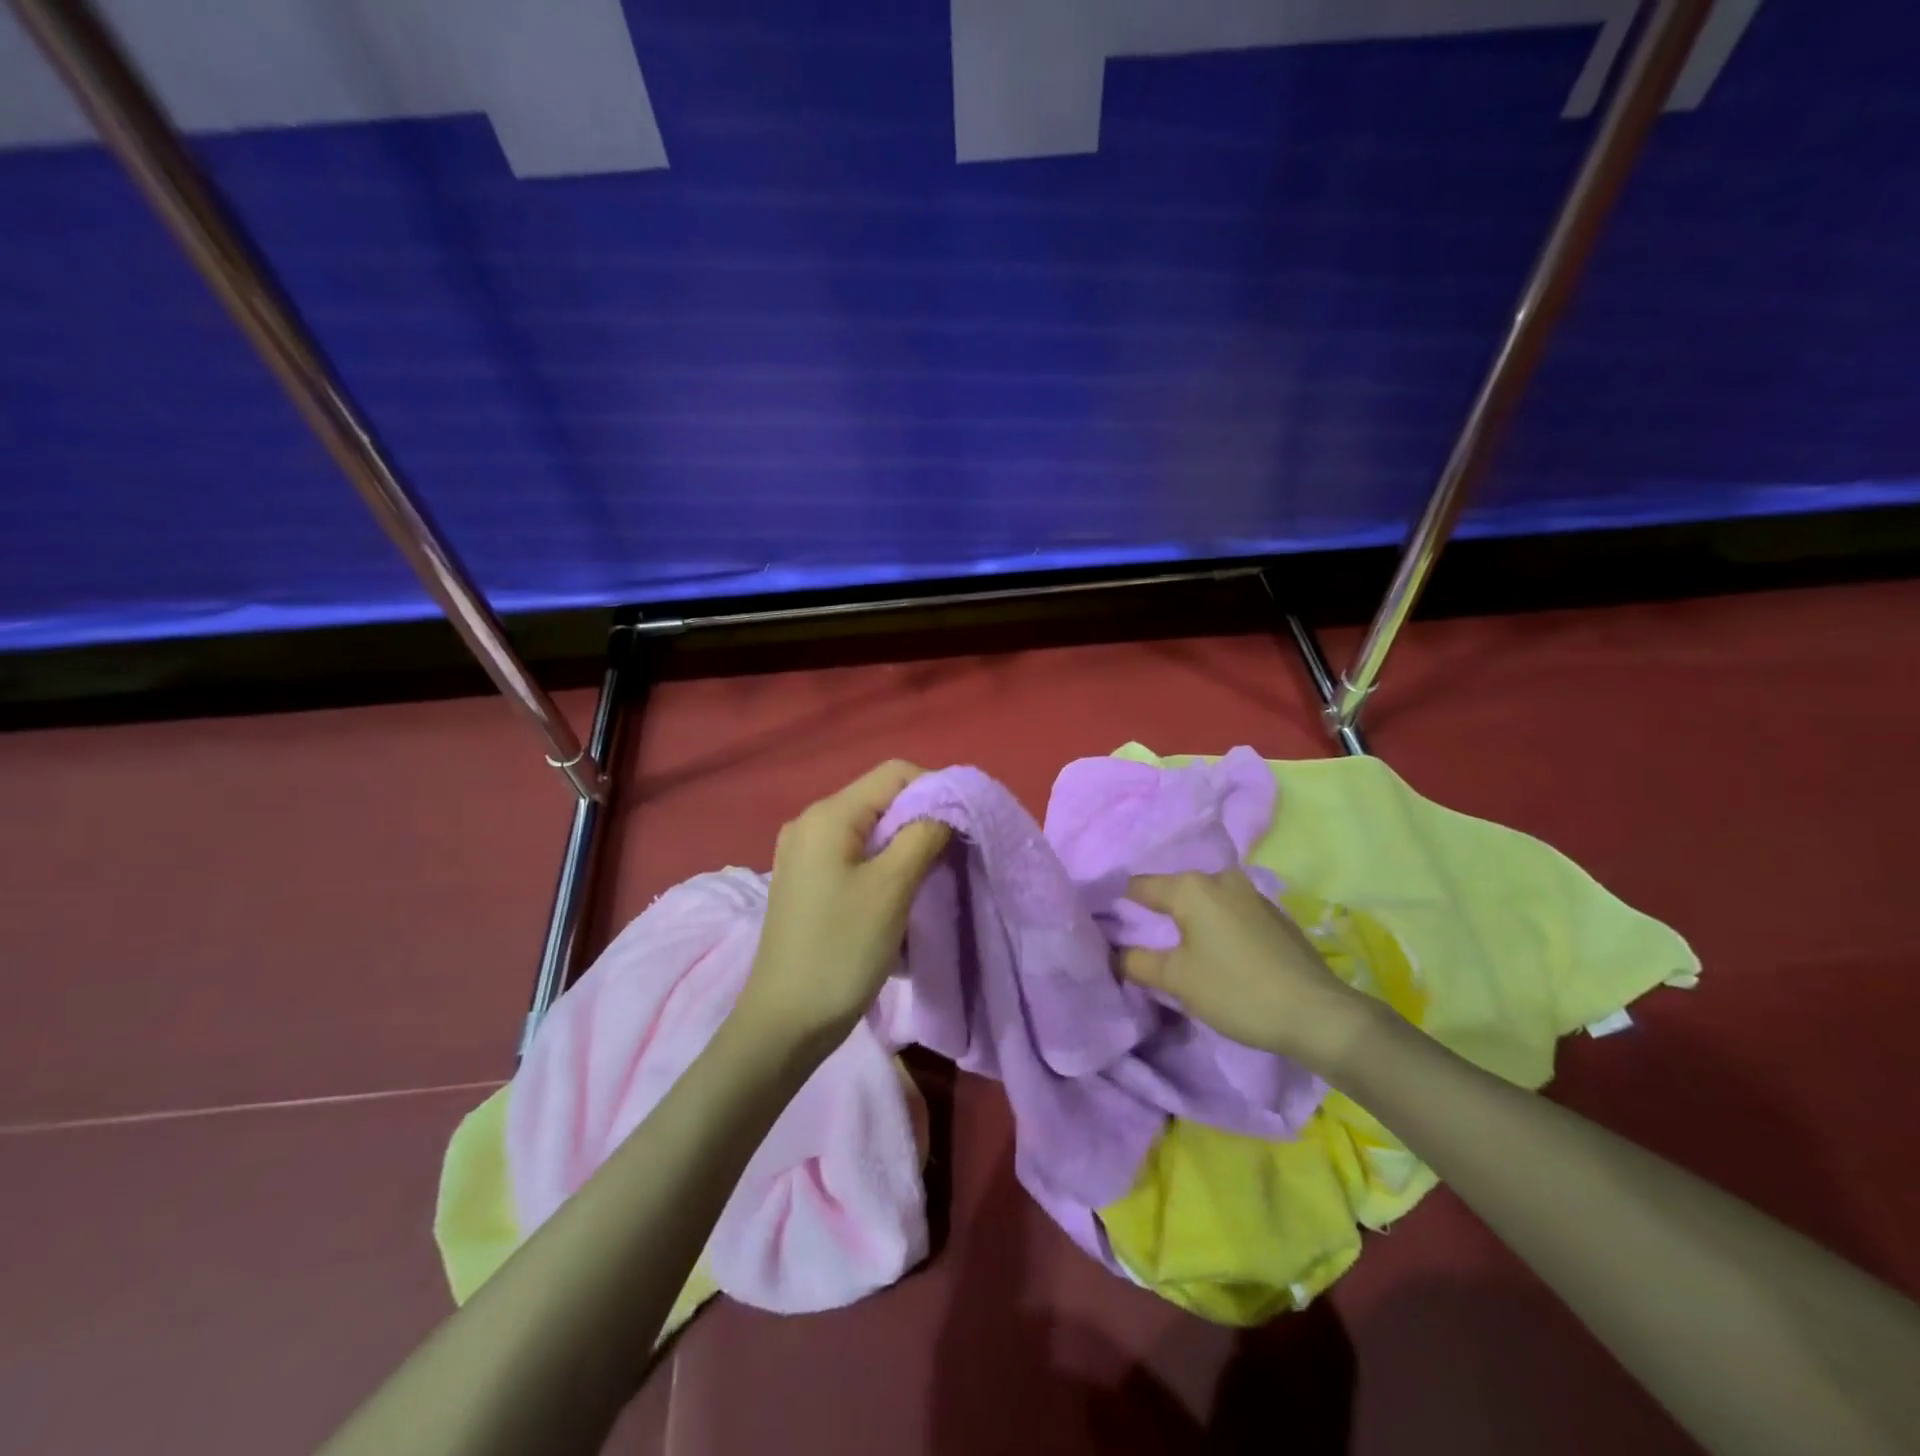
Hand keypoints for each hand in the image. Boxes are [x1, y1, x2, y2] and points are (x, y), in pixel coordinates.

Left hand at [732, 760, 949, 1057]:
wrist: (784, 1024)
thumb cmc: (841, 950)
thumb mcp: (892, 888)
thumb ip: (924, 834)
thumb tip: (948, 806)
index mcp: (827, 815)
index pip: (894, 774)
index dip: (935, 789)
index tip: (963, 826)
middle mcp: (809, 822)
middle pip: (880, 799)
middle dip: (921, 818)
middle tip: (952, 854)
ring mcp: (803, 853)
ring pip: (870, 829)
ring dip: (905, 843)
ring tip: (930, 875)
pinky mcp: (806, 881)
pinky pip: (853, 854)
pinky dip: (883, 862)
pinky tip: (898, 891)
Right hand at [1119, 869, 1378, 1071]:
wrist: (1319, 1014)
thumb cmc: (1236, 991)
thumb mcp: (1176, 980)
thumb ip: (1136, 962)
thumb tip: (1114, 953)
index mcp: (1190, 887)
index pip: (1137, 887)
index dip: (1117, 905)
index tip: (1105, 925)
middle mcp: (1219, 878)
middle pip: (1173, 891)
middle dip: (1156, 913)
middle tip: (1141, 941)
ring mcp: (1251, 893)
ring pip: (1204, 900)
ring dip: (1189, 919)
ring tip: (1179, 948)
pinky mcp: (1273, 914)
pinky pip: (1228, 911)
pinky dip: (1215, 925)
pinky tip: (1218, 952)